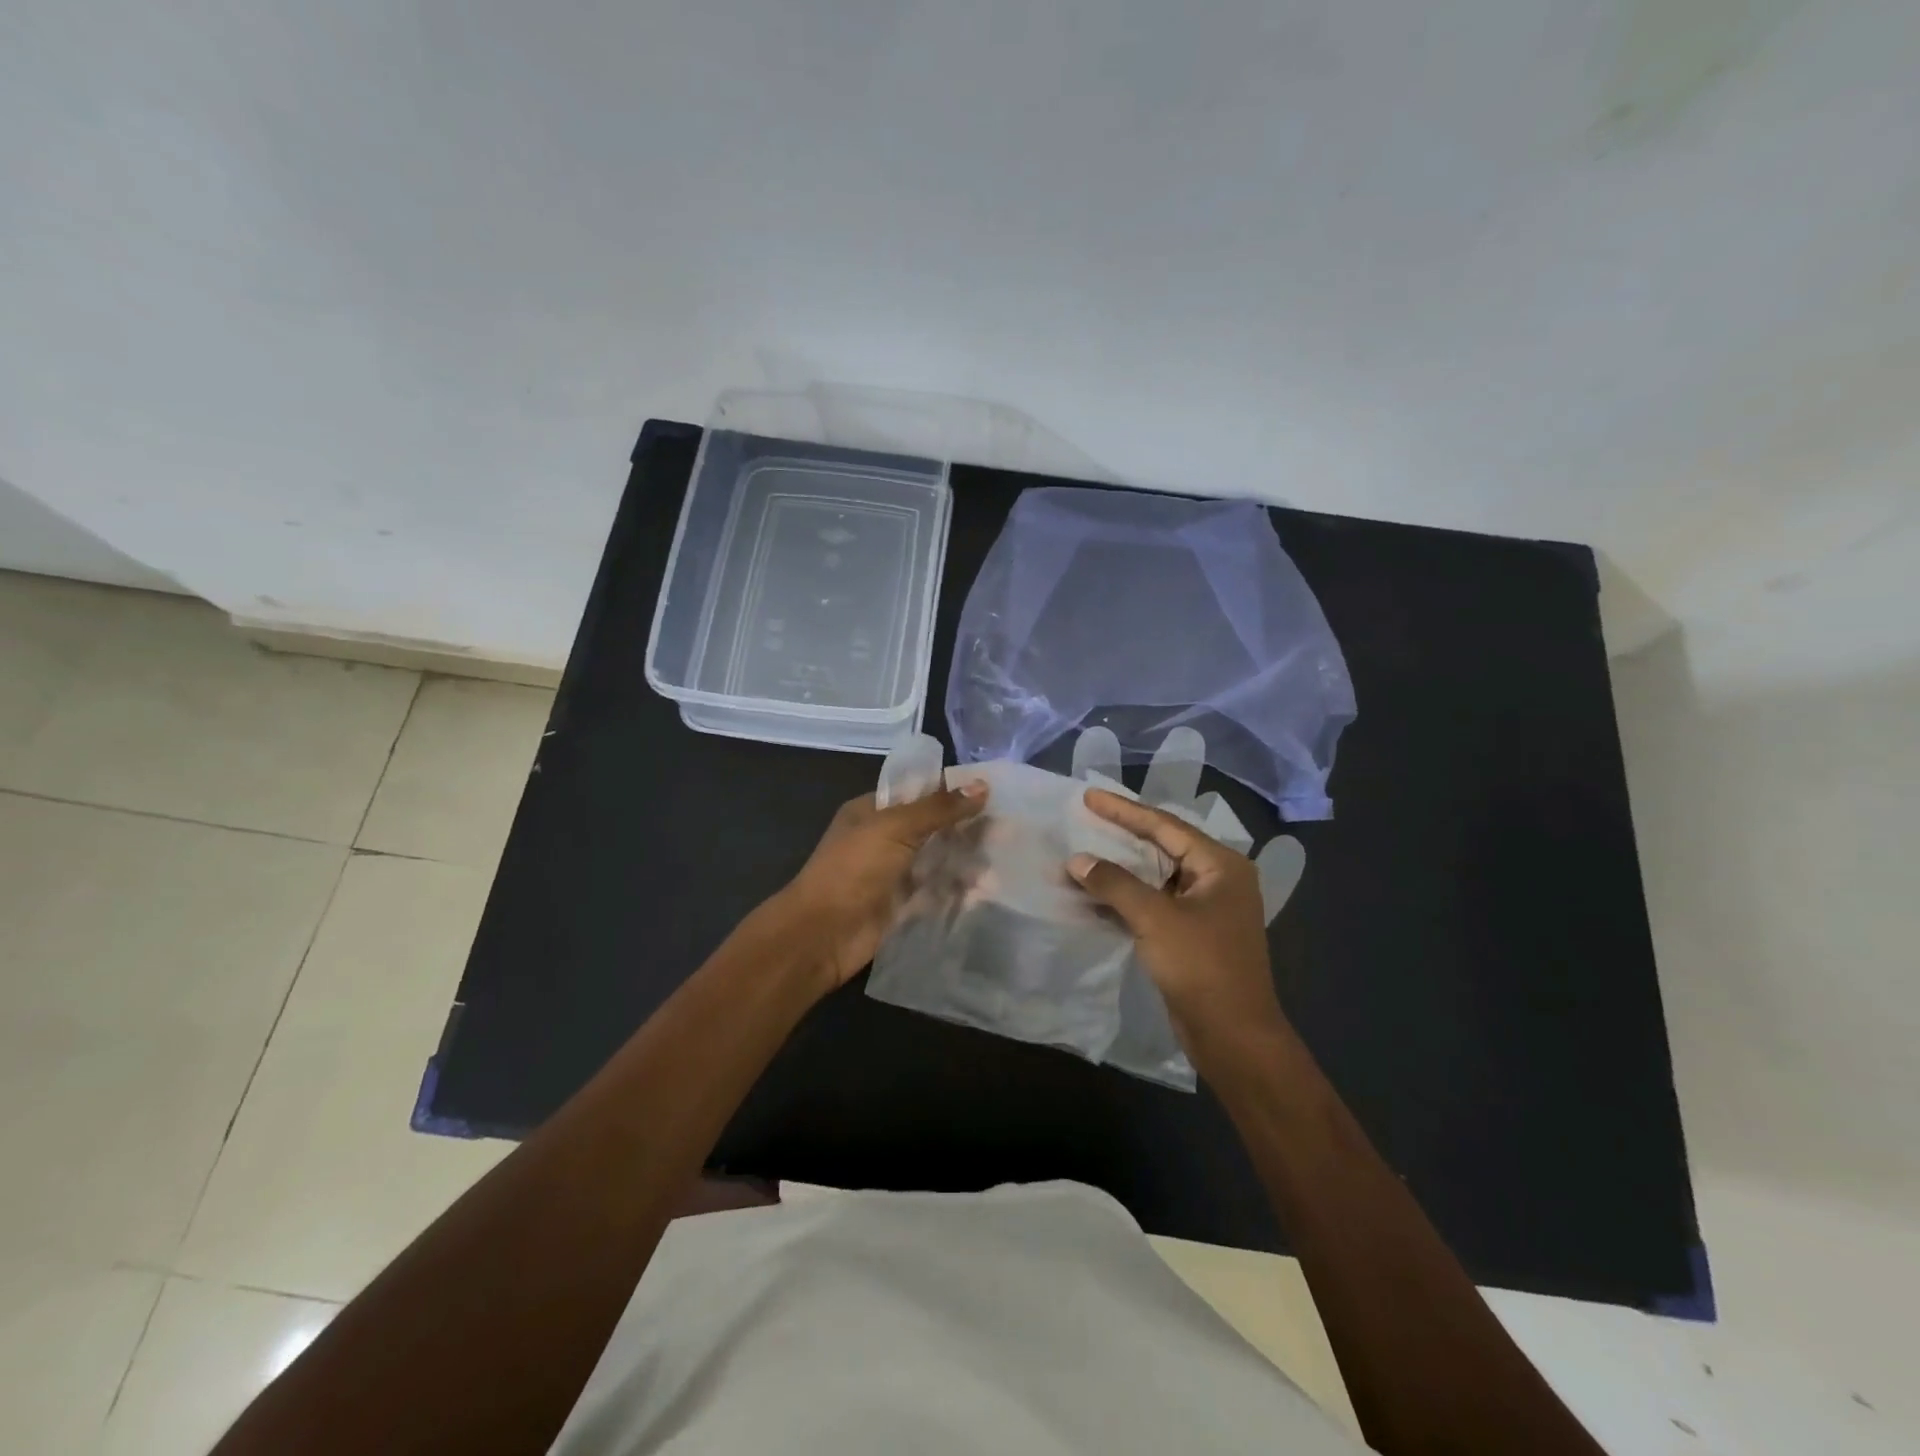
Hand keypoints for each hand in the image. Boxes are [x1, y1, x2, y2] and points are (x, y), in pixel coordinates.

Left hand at [777, 781, 987, 986]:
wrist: (822, 934)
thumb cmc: (853, 869)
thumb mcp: (895, 827)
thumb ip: (939, 808)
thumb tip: (982, 786)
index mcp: (873, 812)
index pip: (919, 793)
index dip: (953, 791)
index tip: (994, 791)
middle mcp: (885, 839)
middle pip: (933, 827)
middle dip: (967, 827)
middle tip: (1010, 826)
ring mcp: (895, 874)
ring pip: (939, 860)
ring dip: (968, 859)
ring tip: (1007, 857)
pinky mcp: (905, 906)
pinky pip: (938, 892)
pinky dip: (961, 890)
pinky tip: (990, 889)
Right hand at [1067, 788, 1286, 1054]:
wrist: (1233, 1036)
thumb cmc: (1202, 966)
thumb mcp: (1155, 918)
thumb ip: (1114, 884)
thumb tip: (1077, 861)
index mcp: (1220, 865)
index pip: (1165, 825)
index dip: (1124, 810)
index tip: (1089, 796)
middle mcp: (1216, 879)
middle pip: (1161, 847)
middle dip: (1121, 836)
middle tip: (1084, 818)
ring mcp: (1205, 909)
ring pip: (1155, 877)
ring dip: (1120, 870)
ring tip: (1082, 854)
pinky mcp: (1191, 935)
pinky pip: (1153, 903)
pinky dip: (1125, 898)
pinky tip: (1094, 895)